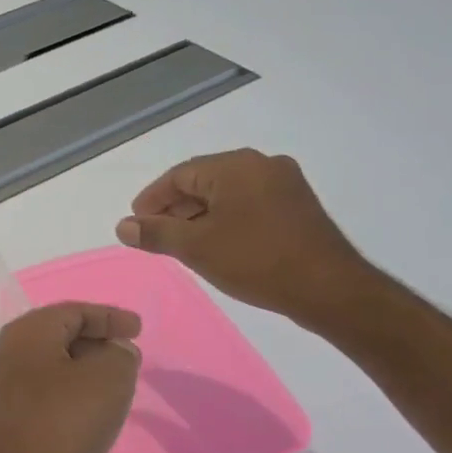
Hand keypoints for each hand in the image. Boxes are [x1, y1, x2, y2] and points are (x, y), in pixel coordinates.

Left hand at [0, 303, 141, 452]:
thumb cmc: (60, 426)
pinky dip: (66, 398)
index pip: (71, 312)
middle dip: (94, 343)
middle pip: (55, 337)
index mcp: (23, 336)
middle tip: (127, 357)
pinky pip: (40, 398)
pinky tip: (87, 417)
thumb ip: (119, 356)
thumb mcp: (107, 381)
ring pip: (47, 369)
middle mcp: (2, 356)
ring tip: (114, 387)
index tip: (138, 330)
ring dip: (81, 373)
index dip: (108, 317)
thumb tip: (113, 351)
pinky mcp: (0, 424)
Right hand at [115, 149, 374, 328]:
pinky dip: (224, 218)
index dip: (152, 200)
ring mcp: (284, 183)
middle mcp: (261, 164)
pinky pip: (248, 203)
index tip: (135, 224)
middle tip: (154, 236)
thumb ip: (155, 234)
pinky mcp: (297, 205)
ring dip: (198, 215)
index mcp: (235, 166)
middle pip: (203, 181)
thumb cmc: (255, 261)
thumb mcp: (196, 248)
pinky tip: (215, 243)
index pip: (179, 175)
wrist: (328, 288)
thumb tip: (123, 226)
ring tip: (181, 244)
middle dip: (174, 208)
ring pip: (226, 193)